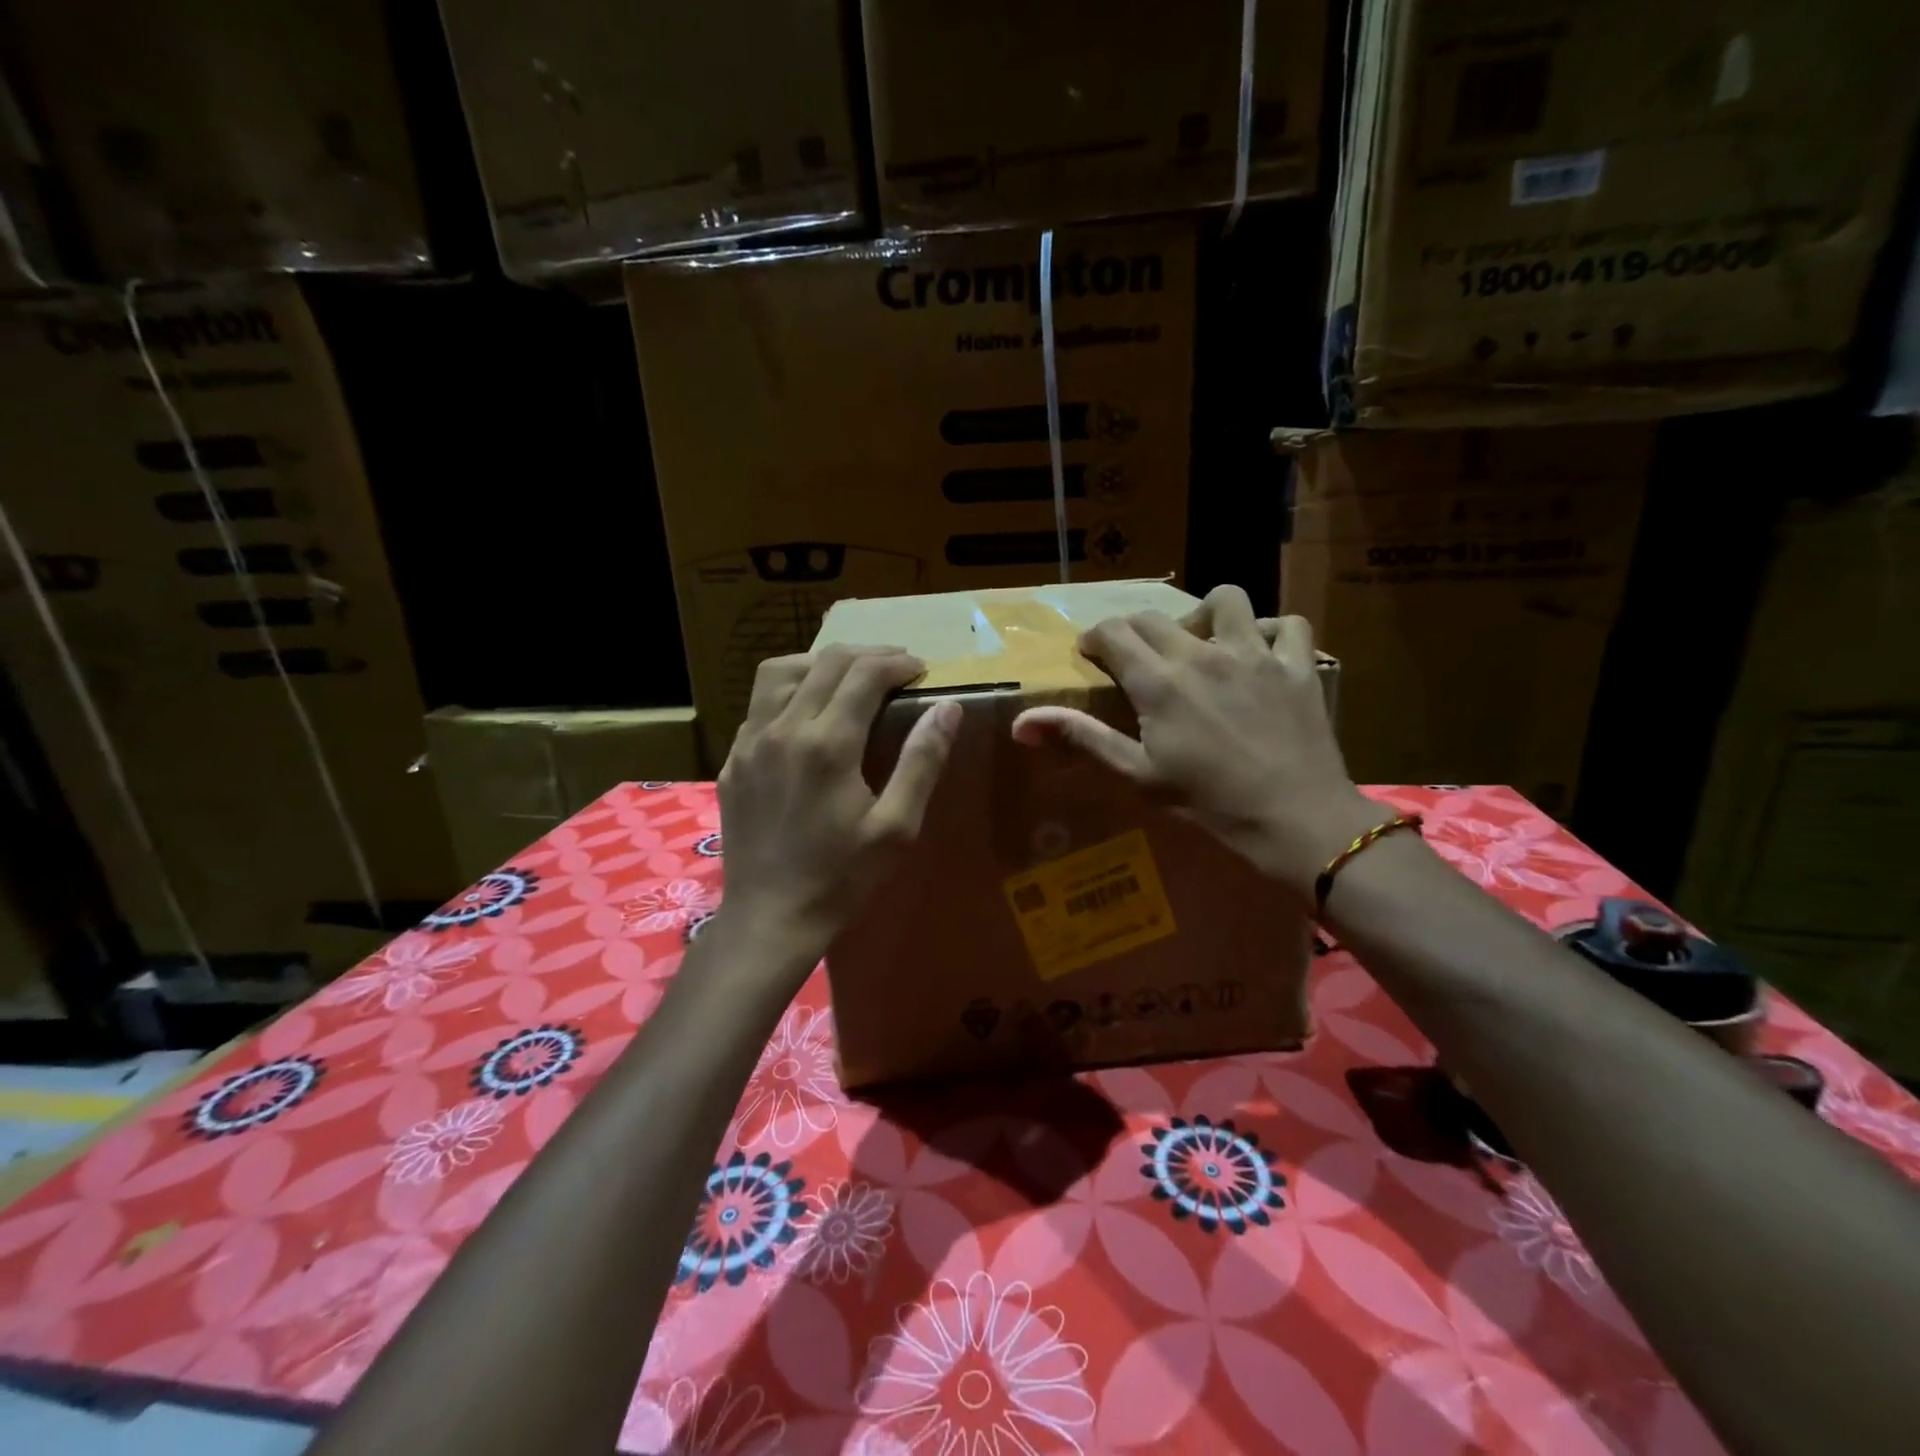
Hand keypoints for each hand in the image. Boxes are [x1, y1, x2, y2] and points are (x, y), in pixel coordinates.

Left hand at [714, 646, 960, 970]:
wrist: (770, 919)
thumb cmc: (842, 878)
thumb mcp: (897, 827)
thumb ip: (922, 760)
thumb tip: (947, 707)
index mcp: (828, 743)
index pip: (864, 674)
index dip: (898, 663)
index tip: (921, 670)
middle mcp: (783, 729)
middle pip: (825, 662)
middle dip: (867, 654)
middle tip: (896, 666)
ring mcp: (750, 742)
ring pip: (780, 671)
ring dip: (820, 662)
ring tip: (848, 677)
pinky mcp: (733, 761)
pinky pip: (759, 705)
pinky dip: (789, 692)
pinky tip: (807, 715)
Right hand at [1010, 584, 1378, 900]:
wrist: (1295, 820)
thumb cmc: (1209, 803)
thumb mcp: (1137, 775)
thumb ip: (1082, 738)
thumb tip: (1021, 723)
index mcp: (1159, 683)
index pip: (1114, 634)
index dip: (1095, 638)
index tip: (1091, 653)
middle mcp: (1203, 655)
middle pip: (1157, 617)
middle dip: (1135, 629)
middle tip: (1135, 657)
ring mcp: (1255, 654)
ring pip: (1226, 600)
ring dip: (1205, 613)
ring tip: (1201, 641)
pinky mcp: (1297, 666)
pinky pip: (1288, 624)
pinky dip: (1272, 630)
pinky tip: (1261, 651)